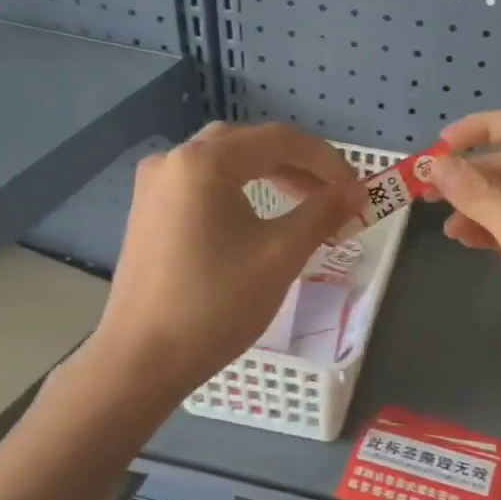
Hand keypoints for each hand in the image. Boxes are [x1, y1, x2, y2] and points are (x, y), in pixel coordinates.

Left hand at [86, 123, 364, 398]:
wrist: (142, 359)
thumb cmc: (216, 305)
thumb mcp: (280, 255)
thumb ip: (322, 214)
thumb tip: (357, 191)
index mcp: (204, 162)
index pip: (279, 140)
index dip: (327, 160)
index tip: (358, 189)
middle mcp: (173, 160)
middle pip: (250, 144)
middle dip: (300, 165)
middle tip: (336, 195)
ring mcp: (155, 185)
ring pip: (226, 162)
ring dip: (271, 175)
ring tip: (307, 203)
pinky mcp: (148, 211)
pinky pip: (204, 184)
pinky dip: (241, 189)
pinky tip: (260, 216)